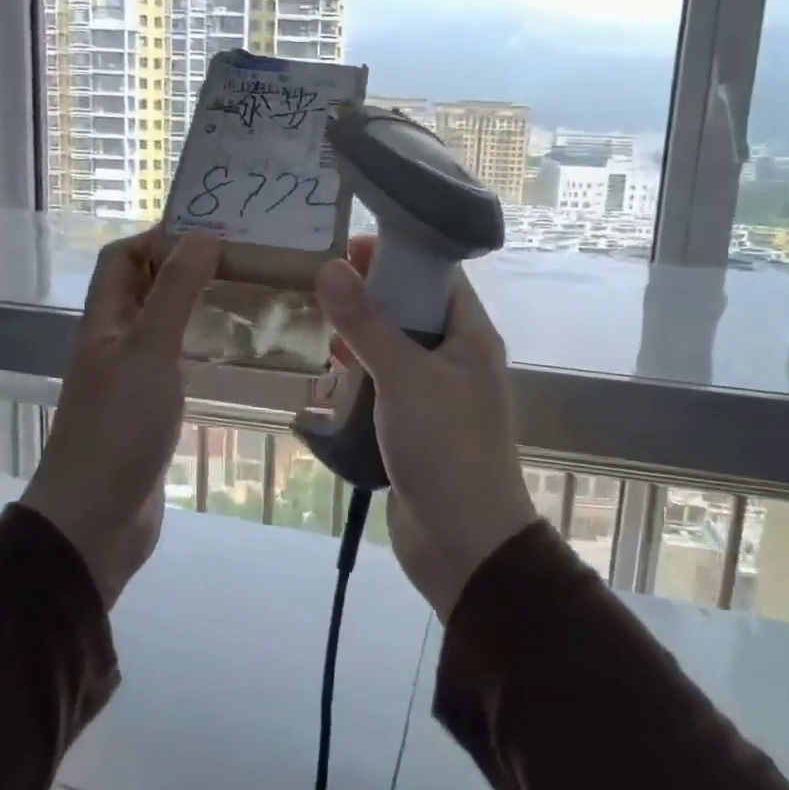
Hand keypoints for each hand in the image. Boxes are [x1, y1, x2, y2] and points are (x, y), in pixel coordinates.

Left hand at [24, 228, 220, 607]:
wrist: (96, 519)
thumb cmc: (119, 427)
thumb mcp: (148, 351)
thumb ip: (174, 293)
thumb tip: (203, 235)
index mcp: (104, 321)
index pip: (122, 258)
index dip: (158, 236)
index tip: (212, 229)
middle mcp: (115, 342)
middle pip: (145, 289)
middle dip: (186, 268)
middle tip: (242, 260)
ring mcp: (132, 378)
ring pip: (164, 326)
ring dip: (197, 307)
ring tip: (247, 296)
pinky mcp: (151, 409)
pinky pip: (177, 363)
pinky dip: (202, 348)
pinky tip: (235, 351)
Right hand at [315, 238, 535, 620]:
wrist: (464, 543)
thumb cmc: (446, 449)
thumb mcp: (404, 378)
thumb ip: (367, 322)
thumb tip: (330, 267)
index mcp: (469, 336)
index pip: (436, 275)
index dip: (397, 254)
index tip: (348, 246)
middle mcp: (455, 358)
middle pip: (411, 309)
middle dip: (370, 295)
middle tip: (321, 284)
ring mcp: (435, 394)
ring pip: (393, 348)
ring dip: (360, 337)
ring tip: (318, 324)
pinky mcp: (414, 425)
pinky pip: (384, 386)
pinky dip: (359, 375)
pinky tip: (328, 373)